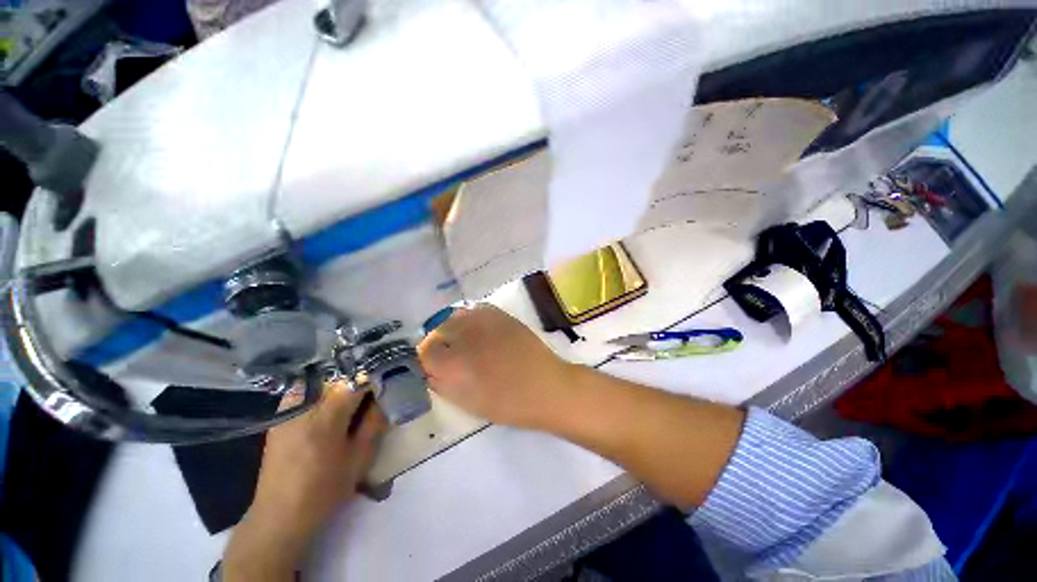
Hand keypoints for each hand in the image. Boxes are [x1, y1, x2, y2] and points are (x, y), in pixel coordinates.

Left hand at [223, 381, 386, 580]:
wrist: (279, 517)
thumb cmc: (325, 491)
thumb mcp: (360, 459)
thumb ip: (375, 422)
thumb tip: (387, 395)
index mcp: (326, 416)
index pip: (357, 379)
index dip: (377, 375)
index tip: (391, 378)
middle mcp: (304, 405)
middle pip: (339, 375)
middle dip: (361, 377)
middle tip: (376, 388)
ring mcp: (288, 409)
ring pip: (322, 379)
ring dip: (342, 381)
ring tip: (356, 393)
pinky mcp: (280, 416)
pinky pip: (306, 389)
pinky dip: (324, 388)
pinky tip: (332, 402)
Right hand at [417, 304, 576, 427]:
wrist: (547, 386)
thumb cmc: (508, 404)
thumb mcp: (468, 403)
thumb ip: (442, 383)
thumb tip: (428, 369)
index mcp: (455, 363)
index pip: (424, 351)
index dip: (425, 359)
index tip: (432, 365)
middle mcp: (465, 336)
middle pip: (437, 330)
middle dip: (438, 343)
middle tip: (450, 355)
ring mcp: (484, 321)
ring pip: (454, 317)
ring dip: (453, 329)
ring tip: (465, 341)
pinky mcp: (500, 314)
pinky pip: (474, 310)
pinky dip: (470, 319)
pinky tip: (479, 331)